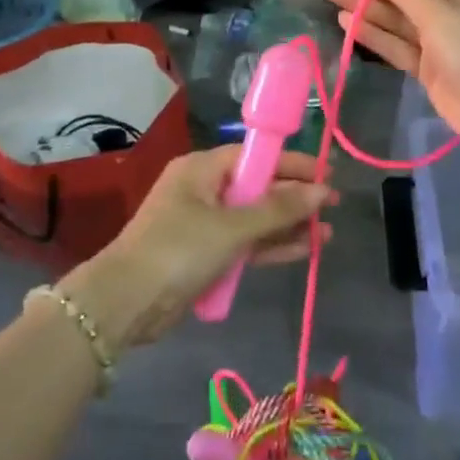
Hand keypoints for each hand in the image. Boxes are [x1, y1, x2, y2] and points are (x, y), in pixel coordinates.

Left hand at [63, 147, 332, 348]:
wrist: (126, 303)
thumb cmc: (179, 250)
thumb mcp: (232, 227)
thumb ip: (279, 209)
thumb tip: (321, 191)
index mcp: (202, 169)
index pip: (256, 156)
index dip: (293, 164)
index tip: (327, 174)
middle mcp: (203, 189)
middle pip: (258, 186)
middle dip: (295, 198)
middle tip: (333, 207)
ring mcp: (204, 223)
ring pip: (255, 218)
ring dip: (288, 225)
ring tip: (328, 234)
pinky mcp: (205, 254)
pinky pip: (245, 242)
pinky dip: (270, 246)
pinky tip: (303, 251)